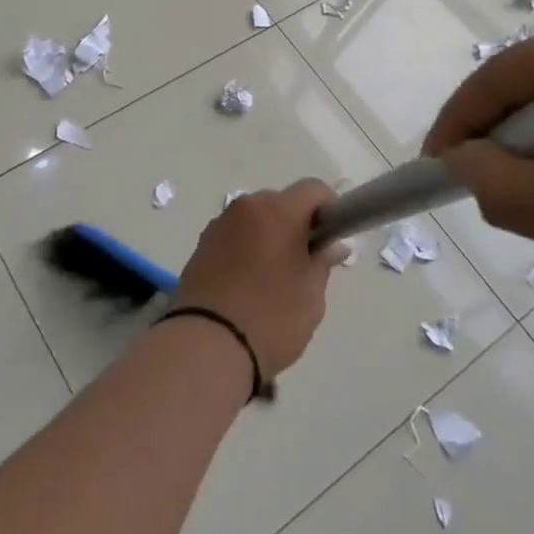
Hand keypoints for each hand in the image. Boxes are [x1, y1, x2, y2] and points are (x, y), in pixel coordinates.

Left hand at [171, 181, 346, 381]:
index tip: (332, 238)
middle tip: (305, 263)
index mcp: (276, 210)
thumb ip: (323, 261)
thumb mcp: (311, 294)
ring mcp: (219, 224)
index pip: (312, 189)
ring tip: (273, 279)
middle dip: (297, 224)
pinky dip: (247, 248)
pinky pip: (234, 236)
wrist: (207, 344)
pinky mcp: (201, 245)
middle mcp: (245, 207)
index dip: (329, 208)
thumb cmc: (271, 316)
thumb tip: (332, 245)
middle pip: (281, 202)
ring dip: (269, 236)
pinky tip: (248, 284)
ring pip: (256, 219)